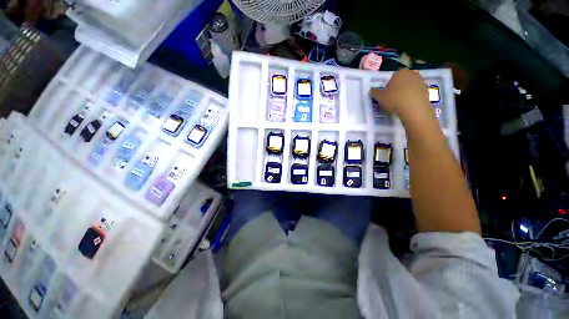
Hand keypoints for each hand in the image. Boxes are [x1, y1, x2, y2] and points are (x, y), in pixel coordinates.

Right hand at [369, 69, 433, 125]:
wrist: (414, 108)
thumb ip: (374, 93)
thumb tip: (372, 91)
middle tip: (391, 100)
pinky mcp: (427, 91)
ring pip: (409, 88)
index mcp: (400, 72)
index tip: (385, 96)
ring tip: (399, 105)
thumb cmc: (395, 99)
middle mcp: (412, 74)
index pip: (392, 78)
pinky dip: (411, 99)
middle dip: (397, 89)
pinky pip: (415, 94)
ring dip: (404, 94)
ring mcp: (421, 82)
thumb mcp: (379, 97)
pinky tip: (406, 107)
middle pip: (401, 82)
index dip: (387, 87)